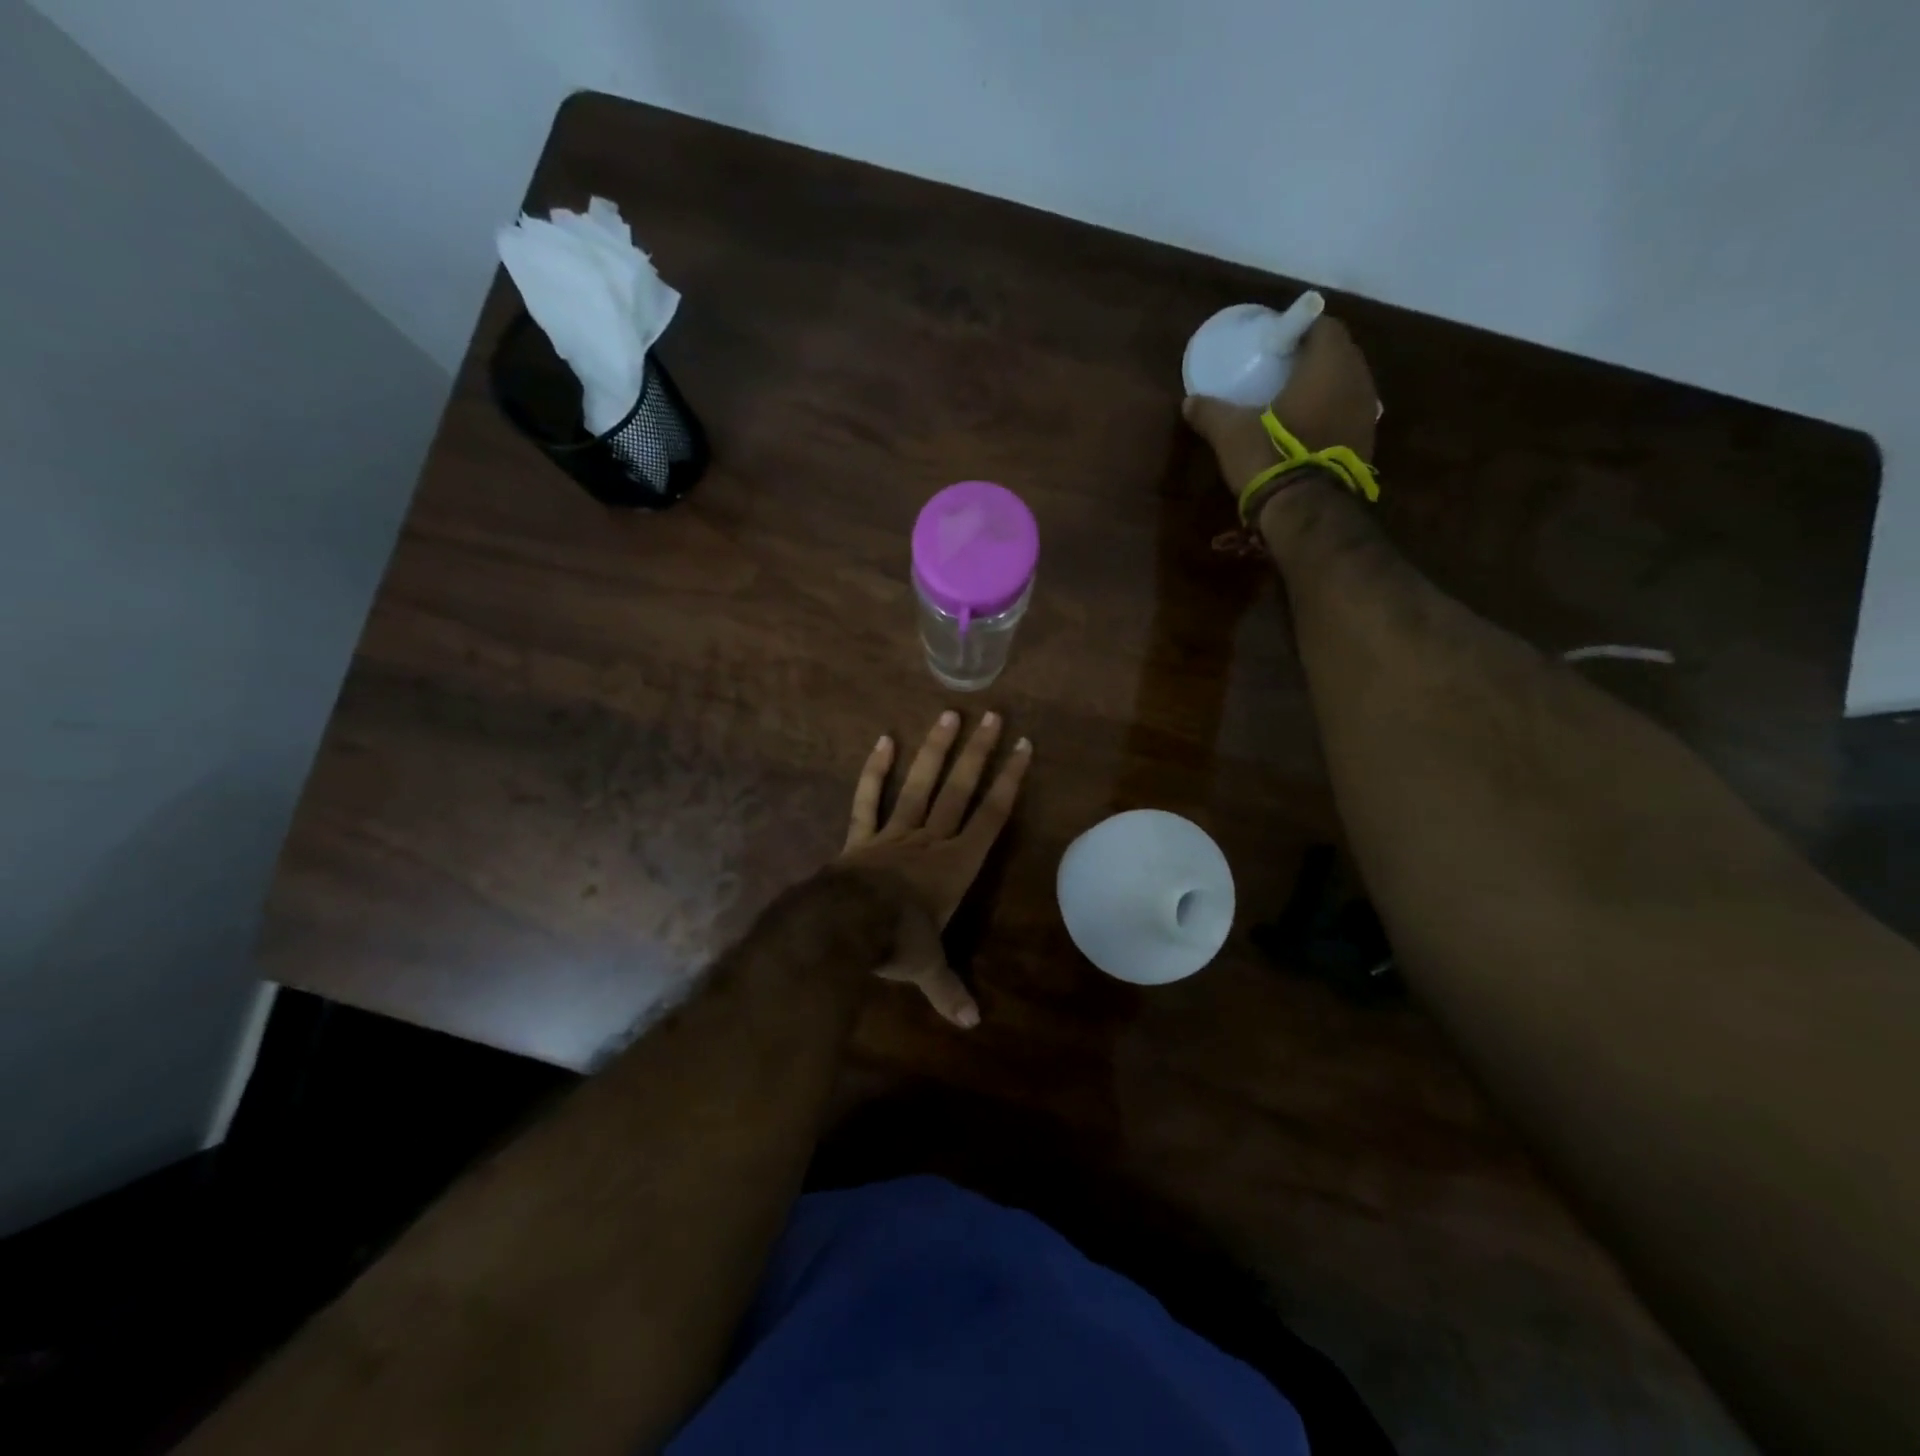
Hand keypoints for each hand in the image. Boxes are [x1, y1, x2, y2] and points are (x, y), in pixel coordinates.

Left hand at [839, 709, 1032, 1027]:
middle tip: (993, 716)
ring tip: (948, 714)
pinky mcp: (861, 836)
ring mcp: (893, 834)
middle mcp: (930, 841)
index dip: (1010, 782)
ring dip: (935, 750)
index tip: (1024, 747)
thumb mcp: (927, 970)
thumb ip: (950, 991)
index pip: (991, 816)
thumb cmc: (897, 943)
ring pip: (920, 785)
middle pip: (959, 790)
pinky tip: (883, 740)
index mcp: (956, 865)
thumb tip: (972, 1024)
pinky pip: (868, 799)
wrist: (844, 928)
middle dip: (979, 753)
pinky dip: (875, 771)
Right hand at [1183, 315, 1378, 500]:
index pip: (1324, 326)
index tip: (1276, 344)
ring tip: (1294, 402)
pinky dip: (1331, 414)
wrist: (1304, 510)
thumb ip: (1210, 412)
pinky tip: (1307, 430)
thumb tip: (1190, 402)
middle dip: (1313, 358)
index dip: (1300, 330)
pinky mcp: (1366, 442)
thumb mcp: (1230, 433)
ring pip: (1347, 385)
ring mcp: (1367, 412)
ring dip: (1325, 387)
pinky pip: (1348, 414)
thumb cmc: (1269, 456)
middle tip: (1282, 371)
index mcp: (1328, 364)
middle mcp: (1358, 379)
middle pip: (1339, 354)